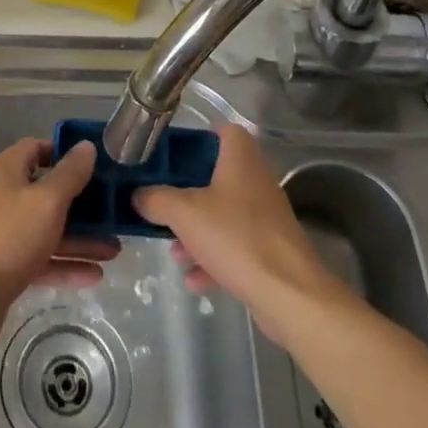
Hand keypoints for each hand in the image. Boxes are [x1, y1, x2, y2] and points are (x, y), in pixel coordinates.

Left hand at [0, 139, 115, 350]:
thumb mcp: (47, 201)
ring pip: (46, 228)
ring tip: (114, 250)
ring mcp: (1, 232)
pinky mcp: (4, 265)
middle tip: (113, 212)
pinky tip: (95, 275)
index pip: (37, 149)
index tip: (95, 167)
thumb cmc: (8, 237)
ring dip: (79, 239)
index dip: (65, 155)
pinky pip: (40, 257)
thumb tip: (86, 146)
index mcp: (5, 171)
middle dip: (81, 205)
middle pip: (46, 192)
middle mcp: (1, 195)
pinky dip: (64, 263)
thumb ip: (70, 174)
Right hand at [133, 125, 345, 346]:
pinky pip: (234, 245)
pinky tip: (193, 279)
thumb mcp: (183, 213)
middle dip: (188, 193)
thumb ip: (155, 199)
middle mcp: (256, 181)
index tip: (173, 157)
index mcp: (241, 159)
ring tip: (174, 250)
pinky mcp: (270, 250)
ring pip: (223, 214)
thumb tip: (138, 194)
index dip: (199, 139)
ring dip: (197, 230)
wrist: (290, 295)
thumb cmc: (236, 237)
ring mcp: (265, 217)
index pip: (224, 131)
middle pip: (217, 176)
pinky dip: (213, 259)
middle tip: (164, 204)